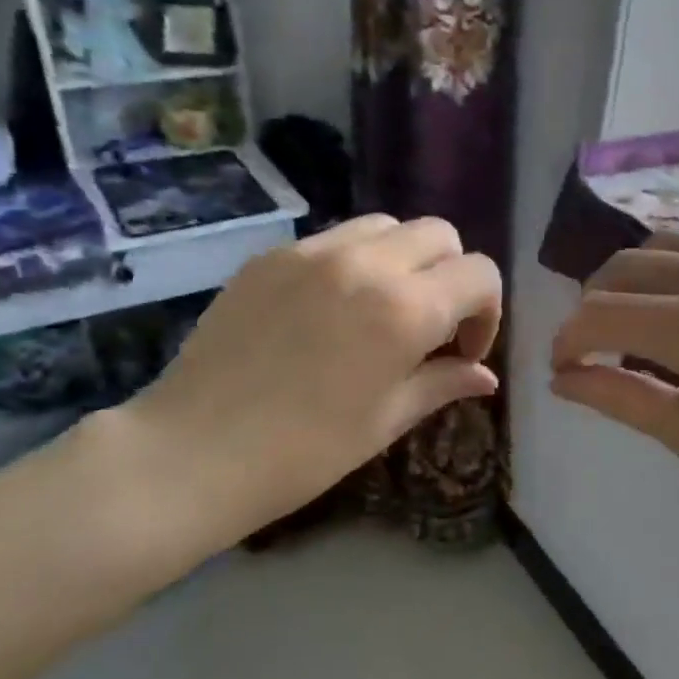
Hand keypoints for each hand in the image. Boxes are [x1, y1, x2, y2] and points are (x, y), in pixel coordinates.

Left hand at [113, 216, 501, 559]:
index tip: (463, 352)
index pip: (479, 274)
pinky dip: (354, 261)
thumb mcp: (386, 421)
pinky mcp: (271, 256)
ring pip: (386, 226)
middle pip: (439, 234)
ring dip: (404, 259)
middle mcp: (365, 263)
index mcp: (404, 309)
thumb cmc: (303, 452)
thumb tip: (485, 376)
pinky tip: (331, 309)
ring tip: (383, 309)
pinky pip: (334, 239)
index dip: (487, 312)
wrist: (192, 452)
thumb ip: (442, 384)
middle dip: (451, 275)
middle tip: (431, 325)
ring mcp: (312, 252)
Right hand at [550, 229, 678, 530]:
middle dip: (591, 307)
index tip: (562, 368)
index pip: (599, 314)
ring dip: (628, 278)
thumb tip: (562, 378)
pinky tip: (677, 295)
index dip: (567, 340)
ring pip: (659, 243)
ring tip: (630, 320)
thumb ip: (618, 398)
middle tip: (592, 349)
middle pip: (621, 268)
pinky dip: (673, 260)